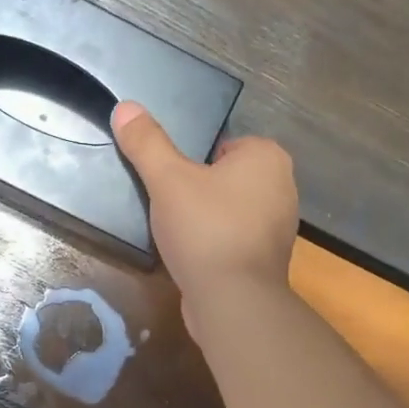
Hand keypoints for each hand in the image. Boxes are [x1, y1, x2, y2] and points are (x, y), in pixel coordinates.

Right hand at [111, 101, 298, 324]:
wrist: (233, 300)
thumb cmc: (205, 229)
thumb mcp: (167, 179)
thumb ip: (147, 143)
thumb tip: (125, 106)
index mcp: (267, 158)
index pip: (223, 145)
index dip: (192, 163)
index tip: (171, 183)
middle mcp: (283, 187)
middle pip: (226, 179)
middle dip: (199, 191)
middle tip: (169, 207)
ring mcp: (279, 227)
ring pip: (230, 211)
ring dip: (206, 220)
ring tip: (178, 234)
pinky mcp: (268, 260)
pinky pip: (234, 240)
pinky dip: (216, 245)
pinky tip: (193, 257)